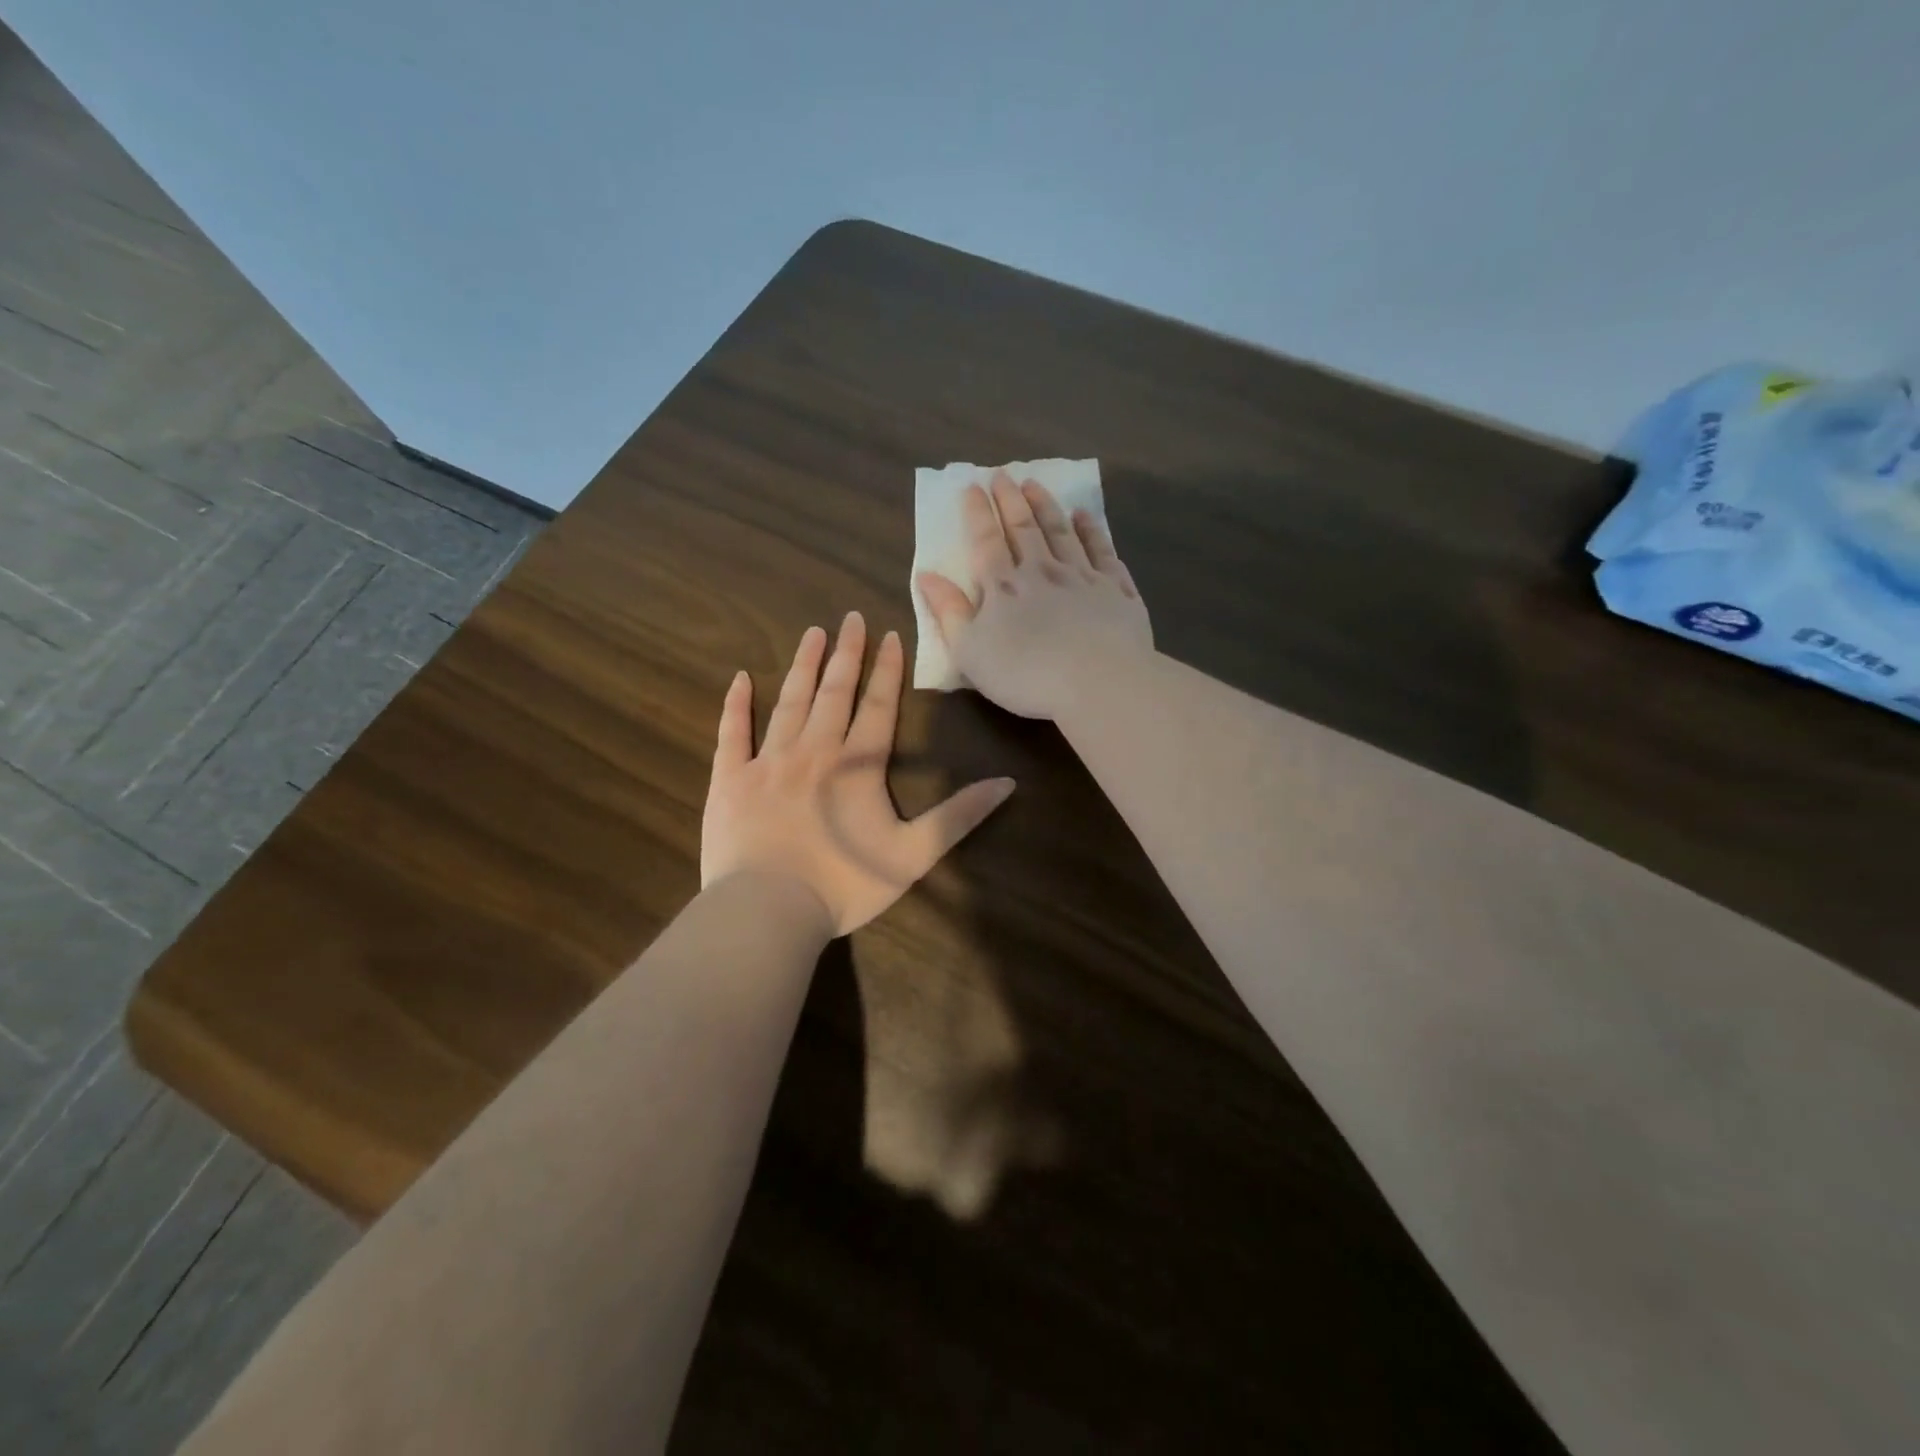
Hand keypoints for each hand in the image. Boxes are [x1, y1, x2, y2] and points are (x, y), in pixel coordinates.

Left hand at [701, 612, 1015, 936]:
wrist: (768, 908)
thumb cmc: (845, 884)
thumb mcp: (915, 854)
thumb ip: (959, 816)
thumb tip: (1007, 783)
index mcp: (857, 765)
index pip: (878, 706)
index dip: (886, 669)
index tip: (890, 635)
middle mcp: (814, 750)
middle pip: (833, 692)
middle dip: (845, 653)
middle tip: (849, 617)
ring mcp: (768, 761)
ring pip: (789, 701)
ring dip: (802, 666)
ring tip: (811, 633)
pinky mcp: (731, 779)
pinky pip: (732, 732)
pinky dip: (736, 704)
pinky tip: (740, 678)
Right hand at [916, 472, 1153, 719]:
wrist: (1098, 681)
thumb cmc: (1025, 673)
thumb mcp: (970, 651)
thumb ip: (949, 611)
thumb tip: (927, 575)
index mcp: (1004, 586)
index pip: (986, 541)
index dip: (977, 513)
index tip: (972, 486)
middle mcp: (1043, 571)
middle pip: (1024, 528)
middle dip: (1011, 500)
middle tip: (1003, 475)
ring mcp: (1083, 577)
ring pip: (1062, 532)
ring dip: (1047, 506)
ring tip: (1036, 484)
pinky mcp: (1117, 590)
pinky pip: (1102, 551)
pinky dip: (1092, 530)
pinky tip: (1085, 516)